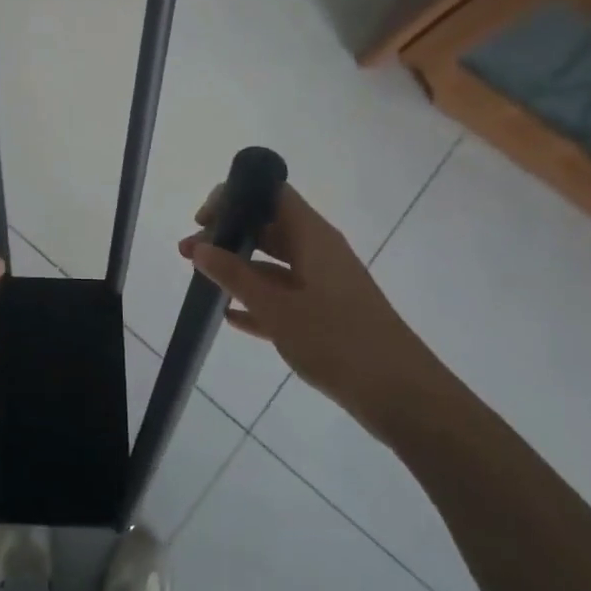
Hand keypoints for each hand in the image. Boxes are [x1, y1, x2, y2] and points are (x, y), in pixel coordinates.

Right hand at [179, 183, 457, 441]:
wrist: (401, 396)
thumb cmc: (337, 341)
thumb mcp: (277, 308)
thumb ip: (235, 276)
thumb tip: (199, 248)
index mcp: (314, 237)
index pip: (272, 194)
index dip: (235, 197)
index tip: (204, 220)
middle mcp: (320, 252)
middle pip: (268, 228)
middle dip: (228, 235)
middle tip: (189, 253)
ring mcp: (324, 284)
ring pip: (273, 263)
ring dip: (237, 268)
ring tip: (201, 280)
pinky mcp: (327, 315)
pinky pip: (284, 296)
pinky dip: (256, 299)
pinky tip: (230, 315)